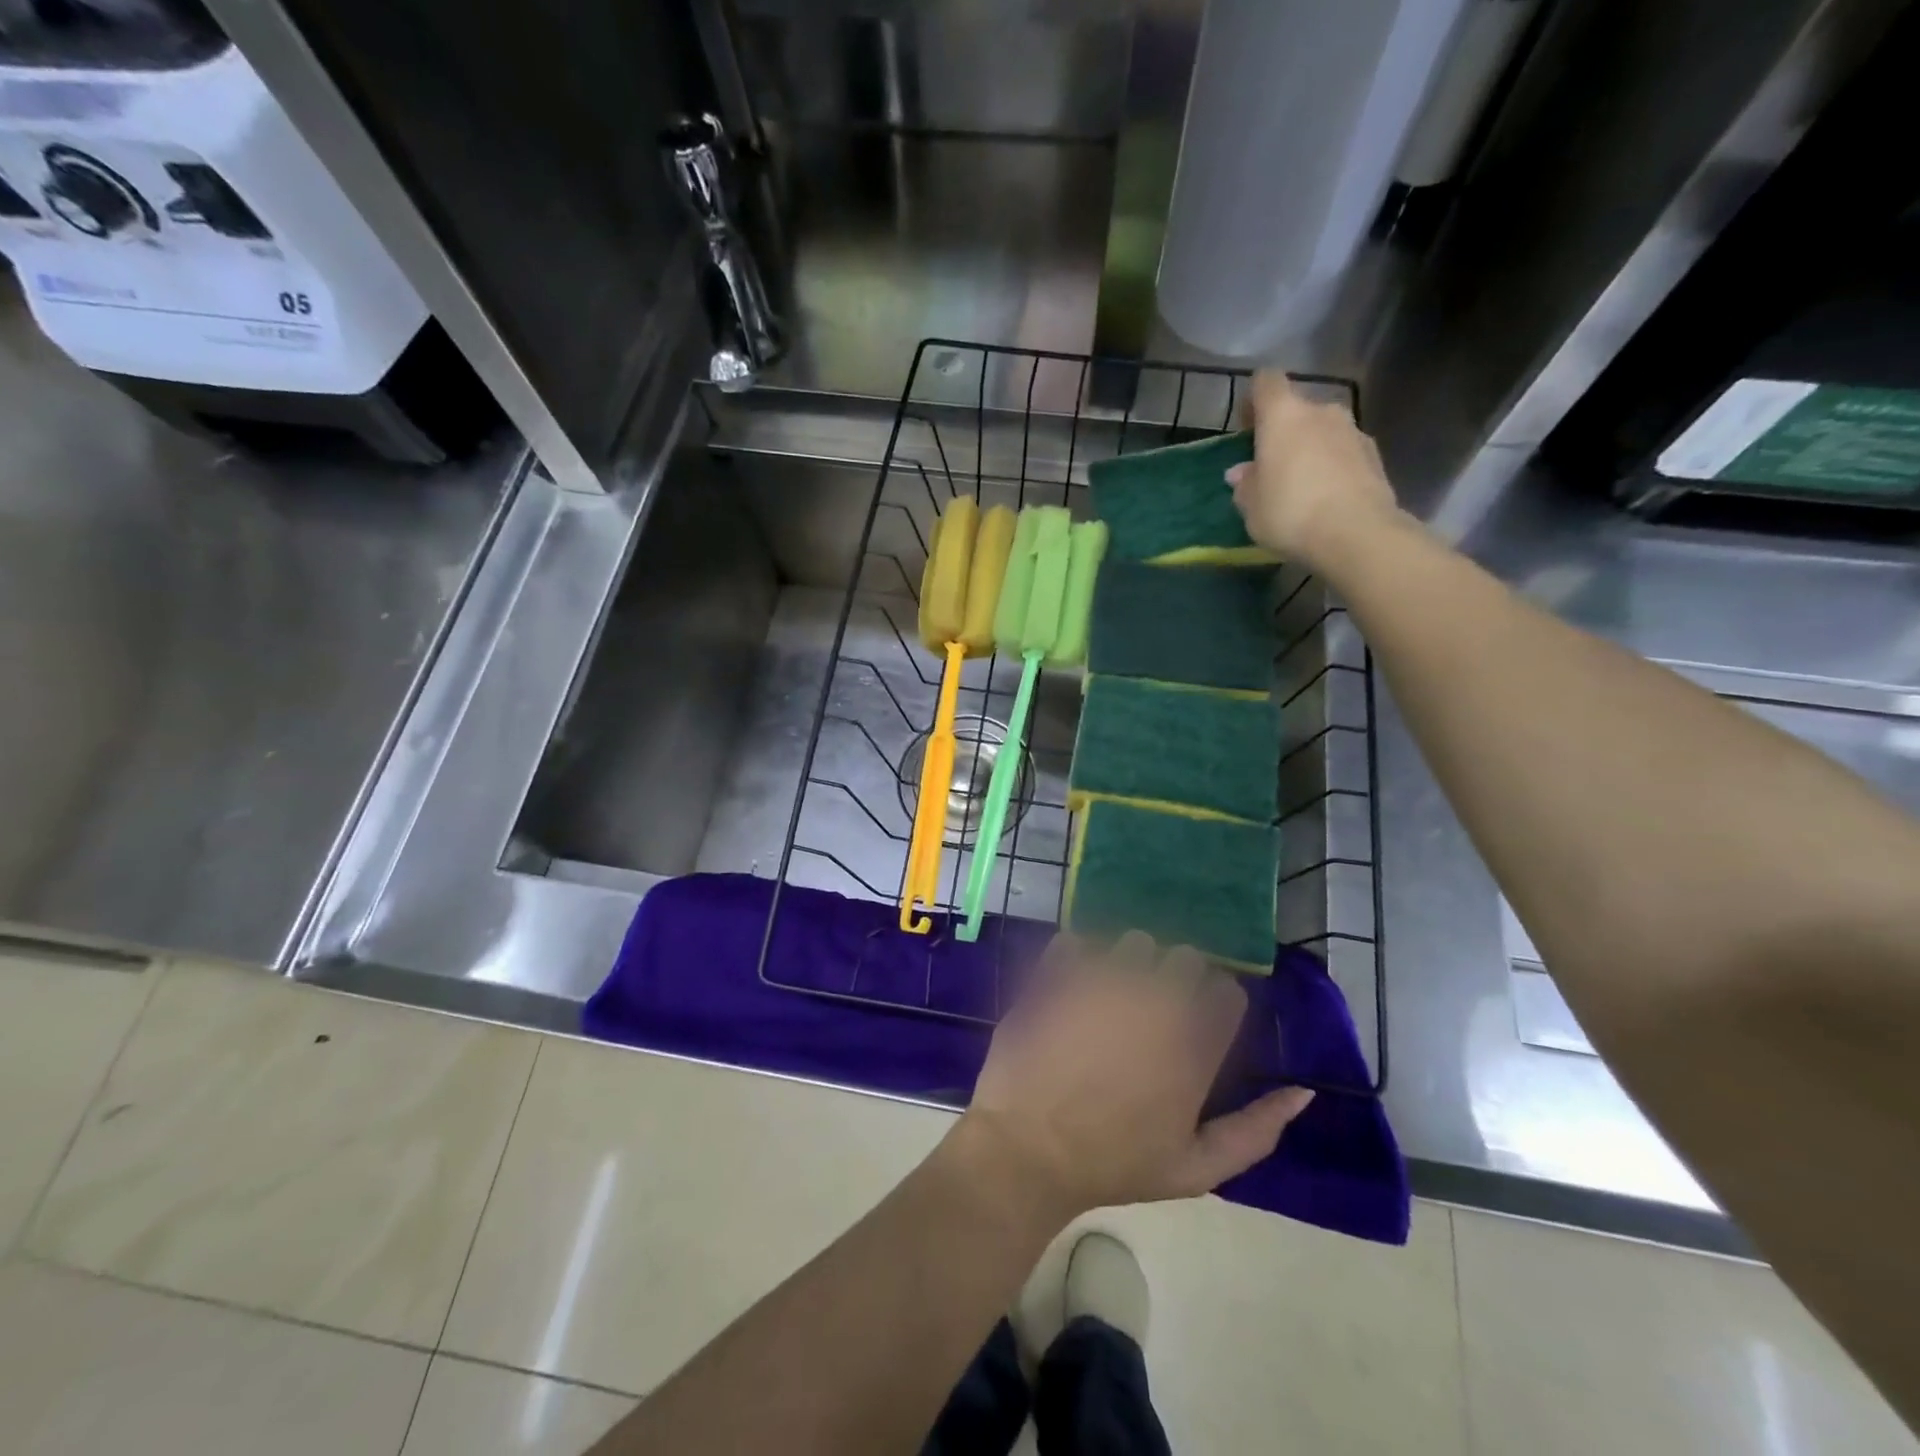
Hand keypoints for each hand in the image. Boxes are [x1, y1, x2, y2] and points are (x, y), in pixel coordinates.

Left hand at [955, 932, 1314, 1221]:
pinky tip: (1073, 983)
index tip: (1197, 1019)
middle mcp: (1154, 1002)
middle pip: (1185, 956)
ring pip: (1134, 941)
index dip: (1215, 1002)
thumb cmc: (1115, 1165)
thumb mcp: (1196, 1168)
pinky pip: (1077, 941)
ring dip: (1130, 961)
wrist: (1028, 1152)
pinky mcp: (1057, 974)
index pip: (1227, 992)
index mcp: (1193, 1046)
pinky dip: (1078, 955)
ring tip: (1112, 993)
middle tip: (1154, 1007)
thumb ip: (1257, 1131)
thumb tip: (1305, 1092)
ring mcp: (1102, 982)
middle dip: (1176, 976)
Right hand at [1226, 371, 1399, 567]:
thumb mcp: (1251, 506)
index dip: (1254, 399)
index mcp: (1284, 415)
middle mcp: (1321, 412)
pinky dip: (1333, 466)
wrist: (1356, 534)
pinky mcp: (1375, 455)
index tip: (1247, 426)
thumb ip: (1245, 484)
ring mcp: (1353, 431)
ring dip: (1310, 449)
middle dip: (1284, 432)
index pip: (1266, 382)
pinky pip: (1344, 453)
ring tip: (1301, 486)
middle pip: (1298, 409)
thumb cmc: (1290, 512)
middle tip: (1271, 466)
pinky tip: (1326, 497)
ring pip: (1323, 431)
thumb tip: (1242, 472)